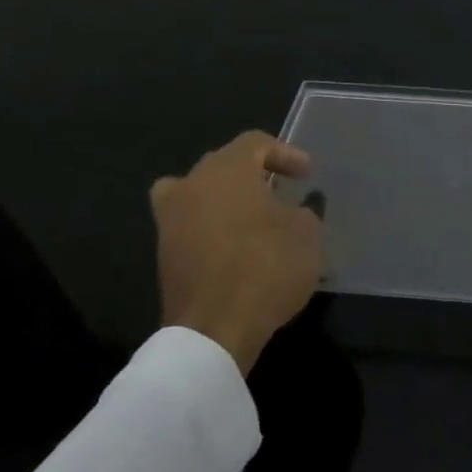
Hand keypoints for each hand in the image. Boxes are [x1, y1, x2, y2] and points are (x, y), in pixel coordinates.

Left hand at [151, 131, 323, 373]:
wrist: (216, 328)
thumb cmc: (267, 267)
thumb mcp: (307, 234)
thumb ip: (302, 212)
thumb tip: (292, 211)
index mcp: (226, 171)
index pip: (255, 143)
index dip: (286, 154)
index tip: (307, 176)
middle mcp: (190, 186)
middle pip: (223, 164)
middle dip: (255, 174)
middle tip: (282, 192)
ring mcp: (170, 221)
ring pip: (199, 193)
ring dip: (228, 199)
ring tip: (256, 218)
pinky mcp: (164, 254)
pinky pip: (192, 225)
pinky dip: (213, 227)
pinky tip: (238, 246)